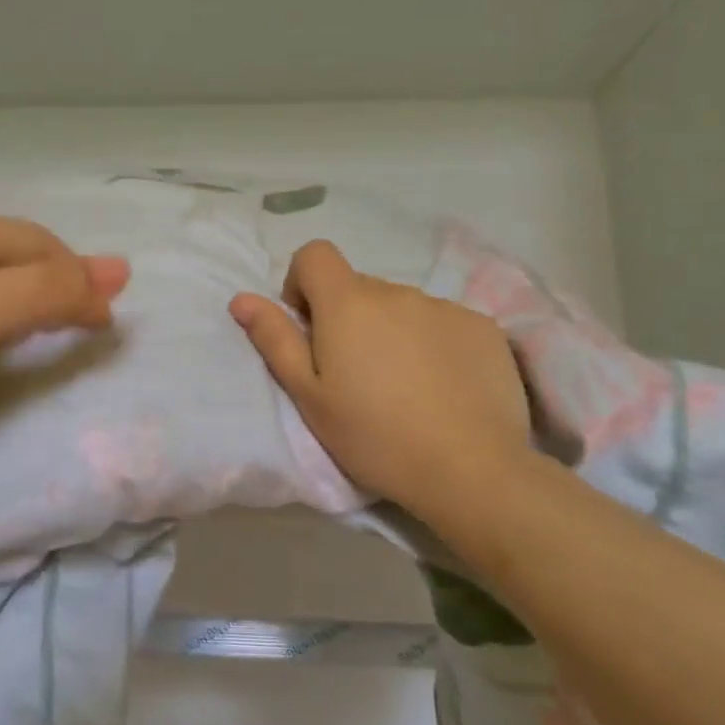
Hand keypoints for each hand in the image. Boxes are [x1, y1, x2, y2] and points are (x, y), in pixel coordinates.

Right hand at [229, 240, 531, 513]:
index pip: (315, 255)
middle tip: (354, 375)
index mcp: (348, 303)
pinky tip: (441, 388)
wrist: (469, 468)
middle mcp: (397, 291)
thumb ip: (275, 340)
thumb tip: (241, 298)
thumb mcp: (309, 396)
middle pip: (358, 288)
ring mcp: (445, 306)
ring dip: (390, 331)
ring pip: (401, 307)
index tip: (309, 329)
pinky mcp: (483, 327)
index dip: (303, 284)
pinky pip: (441, 322)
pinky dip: (431, 343)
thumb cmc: (374, 436)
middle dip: (346, 318)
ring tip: (402, 387)